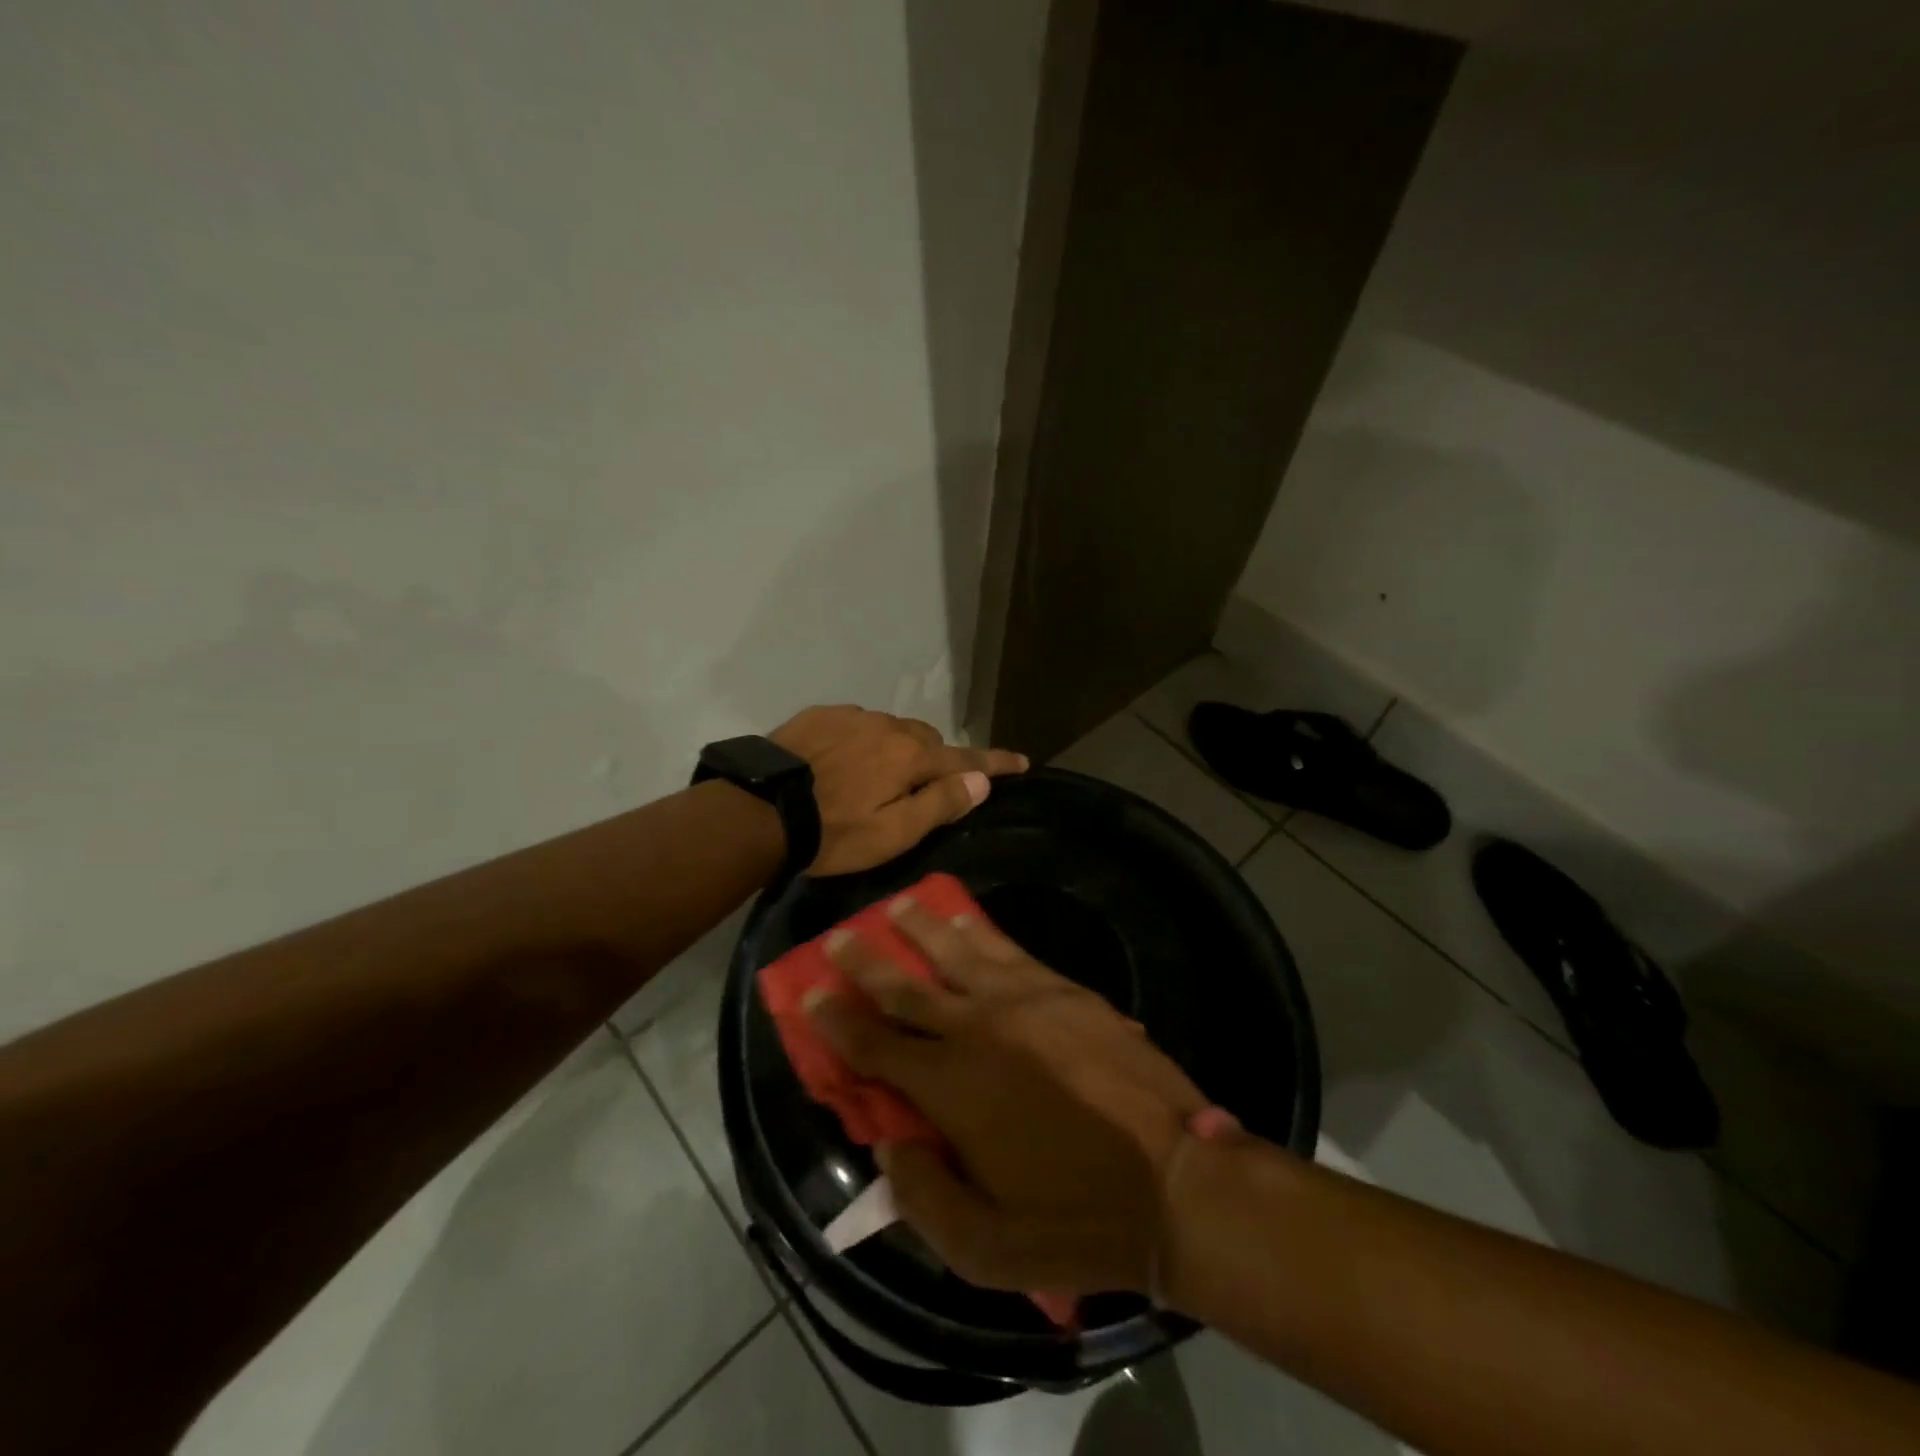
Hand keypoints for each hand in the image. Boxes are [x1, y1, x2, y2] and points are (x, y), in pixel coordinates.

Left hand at [769, 706, 1025, 875]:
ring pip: (890, 730)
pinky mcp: (820, 716)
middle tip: (926, 786)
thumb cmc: (833, 833)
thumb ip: (939, 804)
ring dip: (896, 749)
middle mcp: (887, 726)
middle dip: (935, 758)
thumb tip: (981, 782)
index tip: (1022, 761)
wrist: (759, 810)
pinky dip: (862, 741)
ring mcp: (851, 716)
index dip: (995, 763)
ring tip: (877, 777)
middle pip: (927, 740)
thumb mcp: (893, 833)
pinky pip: (856, 725)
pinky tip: (842, 762)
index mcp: (910, 757)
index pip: (966, 759)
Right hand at [805, 894, 1210, 1295]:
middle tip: (841, 934)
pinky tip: (968, 922)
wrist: (1177, 1181)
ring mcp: (1025, 1001)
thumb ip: (923, 1198)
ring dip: (923, 928)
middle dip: (868, 959)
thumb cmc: (1076, 1221)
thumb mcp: (985, 1249)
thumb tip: (890, 1147)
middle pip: (908, 986)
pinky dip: (981, 932)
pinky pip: (1010, 950)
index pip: (876, 1045)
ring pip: (958, 952)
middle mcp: (979, 1029)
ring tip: (899, 904)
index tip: (809, 992)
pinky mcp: (1066, 991)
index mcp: (952, 1088)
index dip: (837, 1019)